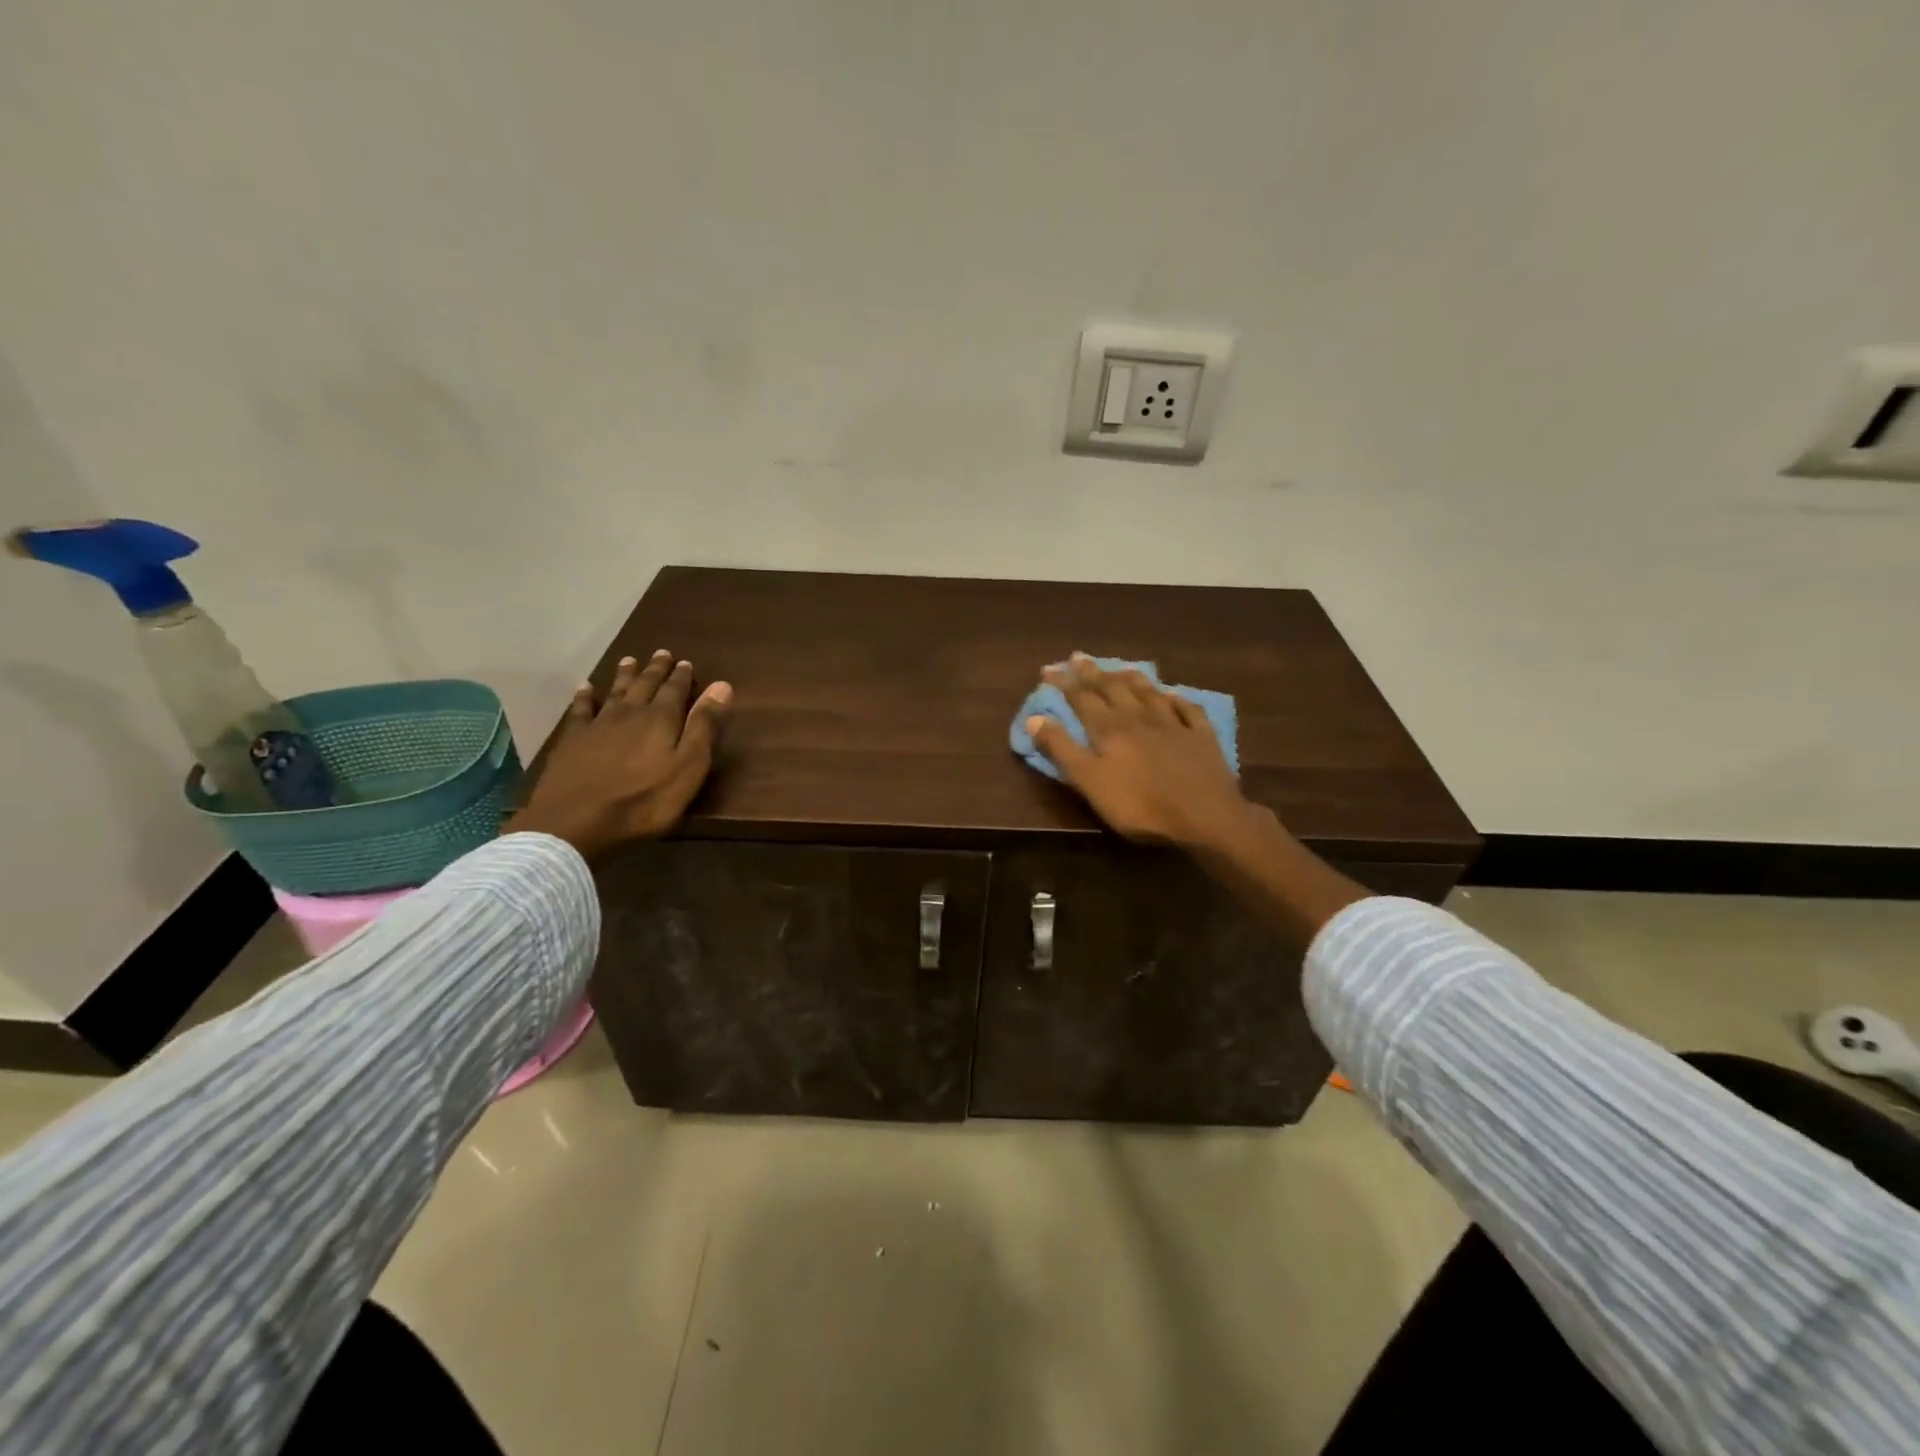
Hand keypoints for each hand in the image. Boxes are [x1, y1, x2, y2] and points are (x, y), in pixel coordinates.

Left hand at [507, 650, 731, 860]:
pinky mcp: (572, 740)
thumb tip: (722, 685)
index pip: (676, 691)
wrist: (576, 822)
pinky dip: (584, 696)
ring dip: (624, 675)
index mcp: (661, 720)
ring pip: (615, 692)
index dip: (682, 677)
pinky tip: (585, 687)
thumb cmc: (644, 801)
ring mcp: (597, 725)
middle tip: (662, 653)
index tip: (686, 662)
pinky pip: (580, 709)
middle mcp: (630, 713)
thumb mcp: (688, 768)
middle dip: (656, 670)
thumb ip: (704, 726)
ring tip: (630, 660)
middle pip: (645, 685)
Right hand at [1027, 655, 1253, 849]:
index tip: (1048, 669)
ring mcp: (1174, 724)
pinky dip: (1176, 698)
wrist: (1205, 817)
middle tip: (1078, 656)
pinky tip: (1172, 694)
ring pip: (1148, 692)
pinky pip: (1187, 709)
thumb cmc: (1140, 805)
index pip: (1081, 698)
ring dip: (1131, 678)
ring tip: (1120, 667)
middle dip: (1093, 672)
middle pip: (1112, 688)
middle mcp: (1139, 717)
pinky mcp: (1201, 737)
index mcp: (1110, 729)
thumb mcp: (1090, 782)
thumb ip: (1062, 749)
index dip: (1063, 683)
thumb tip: (1034, 718)